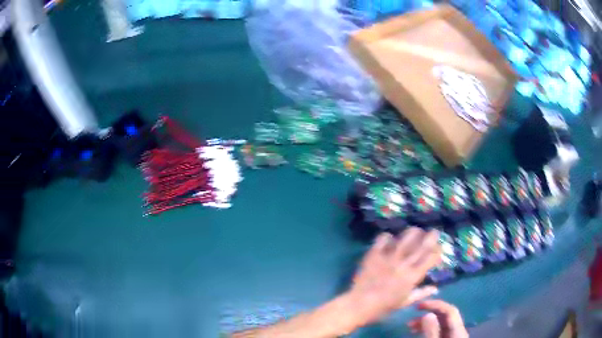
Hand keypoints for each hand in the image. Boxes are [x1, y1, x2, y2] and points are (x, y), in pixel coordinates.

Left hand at [345, 228, 441, 328]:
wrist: (358, 305)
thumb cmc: (383, 307)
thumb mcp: (405, 303)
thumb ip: (421, 294)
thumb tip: (435, 288)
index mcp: (413, 276)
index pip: (431, 257)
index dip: (438, 250)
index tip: (439, 248)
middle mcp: (403, 264)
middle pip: (422, 244)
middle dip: (432, 236)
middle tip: (434, 233)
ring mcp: (388, 257)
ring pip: (405, 237)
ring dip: (413, 233)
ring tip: (416, 232)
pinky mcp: (374, 254)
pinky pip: (383, 238)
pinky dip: (388, 237)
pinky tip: (390, 239)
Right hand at [407, 300, 468, 337]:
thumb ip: (431, 331)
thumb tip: (428, 313)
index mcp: (458, 329)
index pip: (450, 310)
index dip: (435, 304)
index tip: (418, 305)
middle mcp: (458, 329)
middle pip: (445, 315)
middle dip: (428, 312)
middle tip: (412, 314)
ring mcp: (453, 334)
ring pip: (440, 323)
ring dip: (426, 321)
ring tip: (410, 326)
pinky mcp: (448, 337)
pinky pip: (438, 329)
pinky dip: (428, 328)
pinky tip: (417, 331)